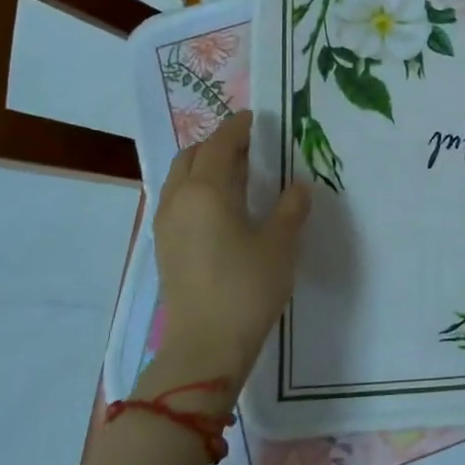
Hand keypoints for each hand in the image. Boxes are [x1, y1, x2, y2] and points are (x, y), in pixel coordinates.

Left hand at [145, 112, 310, 395]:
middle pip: (191, 157)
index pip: (220, 145)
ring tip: (235, 172)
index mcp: (206, 191)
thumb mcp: (280, 244)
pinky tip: (221, 206)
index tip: (255, 117)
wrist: (206, 346)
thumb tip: (299, 186)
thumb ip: (291, 208)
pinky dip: (196, 190)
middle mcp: (178, 201)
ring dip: (203, 167)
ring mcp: (166, 226)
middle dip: (216, 144)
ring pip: (179, 180)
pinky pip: (177, 201)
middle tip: (247, 145)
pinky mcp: (165, 249)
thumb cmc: (247, 287)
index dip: (238, 128)